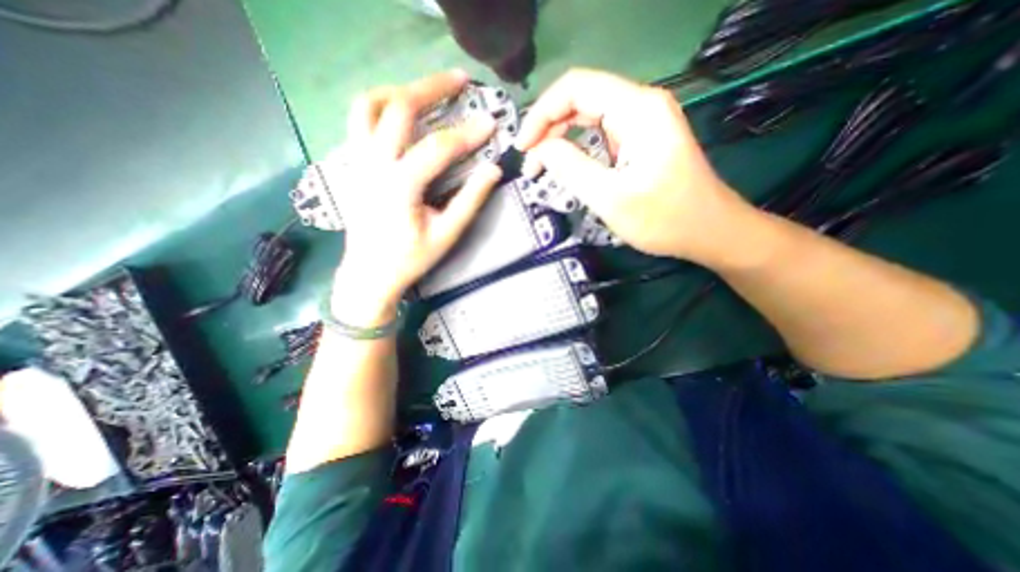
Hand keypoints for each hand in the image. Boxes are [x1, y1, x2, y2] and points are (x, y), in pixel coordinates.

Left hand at [326, 70, 499, 323]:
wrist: (370, 272)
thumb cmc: (411, 258)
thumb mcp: (447, 235)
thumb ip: (470, 201)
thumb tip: (494, 171)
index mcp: (399, 186)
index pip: (438, 147)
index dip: (468, 133)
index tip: (491, 123)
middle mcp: (373, 164)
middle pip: (398, 107)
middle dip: (432, 88)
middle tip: (460, 80)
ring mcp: (356, 160)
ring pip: (369, 105)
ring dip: (400, 90)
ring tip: (426, 91)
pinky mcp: (352, 164)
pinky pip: (359, 120)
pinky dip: (380, 105)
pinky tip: (399, 112)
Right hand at [520, 66, 747, 265]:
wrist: (709, 233)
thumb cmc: (664, 219)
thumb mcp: (610, 197)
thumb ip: (571, 168)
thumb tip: (541, 149)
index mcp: (637, 109)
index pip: (575, 87)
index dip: (541, 113)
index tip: (523, 148)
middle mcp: (640, 106)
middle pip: (580, 100)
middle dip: (548, 128)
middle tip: (530, 163)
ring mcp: (642, 123)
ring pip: (588, 117)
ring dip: (560, 139)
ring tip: (541, 167)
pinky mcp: (641, 141)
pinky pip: (600, 135)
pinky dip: (577, 149)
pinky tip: (566, 167)